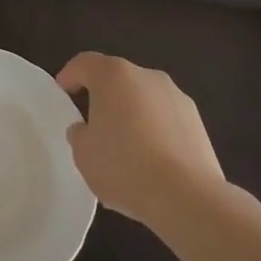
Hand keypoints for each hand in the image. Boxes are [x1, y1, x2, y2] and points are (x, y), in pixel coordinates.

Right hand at [57, 53, 226, 231]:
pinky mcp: (198, 122)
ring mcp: (176, 97)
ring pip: (144, 100)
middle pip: (118, 80)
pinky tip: (151, 164)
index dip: (70, 75)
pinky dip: (156, 133)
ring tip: (126, 151)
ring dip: (132, 116)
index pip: (84, 63)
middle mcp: (146, 76)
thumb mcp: (83, 155)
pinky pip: (166, 121)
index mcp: (113, 75)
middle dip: (104, 98)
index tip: (62, 91)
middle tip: (93, 124)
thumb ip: (79, 135)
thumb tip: (85, 129)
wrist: (187, 196)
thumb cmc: (124, 166)